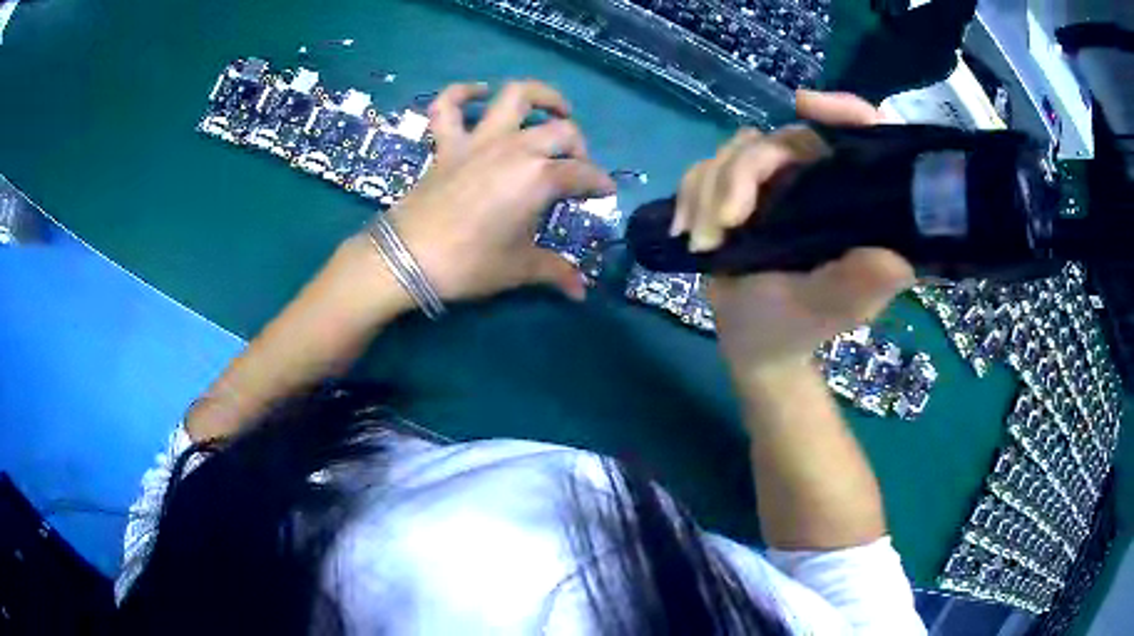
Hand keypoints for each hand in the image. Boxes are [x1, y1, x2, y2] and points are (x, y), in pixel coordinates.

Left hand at [385, 81, 614, 302]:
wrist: (408, 258)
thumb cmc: (469, 263)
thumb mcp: (519, 269)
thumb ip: (555, 272)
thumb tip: (581, 291)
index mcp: (539, 178)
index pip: (582, 174)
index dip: (599, 183)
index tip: (605, 193)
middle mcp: (515, 148)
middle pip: (561, 131)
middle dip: (578, 145)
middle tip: (576, 165)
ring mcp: (479, 140)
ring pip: (514, 96)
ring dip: (540, 96)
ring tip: (553, 108)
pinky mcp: (447, 143)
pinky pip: (449, 106)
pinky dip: (463, 93)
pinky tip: (478, 93)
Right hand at [674, 90, 914, 380]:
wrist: (752, 342)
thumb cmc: (799, 327)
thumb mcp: (833, 309)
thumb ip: (859, 285)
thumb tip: (894, 258)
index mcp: (855, 204)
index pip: (864, 137)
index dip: (843, 111)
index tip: (805, 106)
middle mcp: (820, 183)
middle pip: (782, 139)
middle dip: (742, 173)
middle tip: (725, 222)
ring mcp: (778, 184)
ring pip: (736, 151)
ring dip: (708, 190)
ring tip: (702, 242)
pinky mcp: (741, 191)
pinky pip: (706, 168)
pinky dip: (690, 194)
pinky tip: (686, 230)